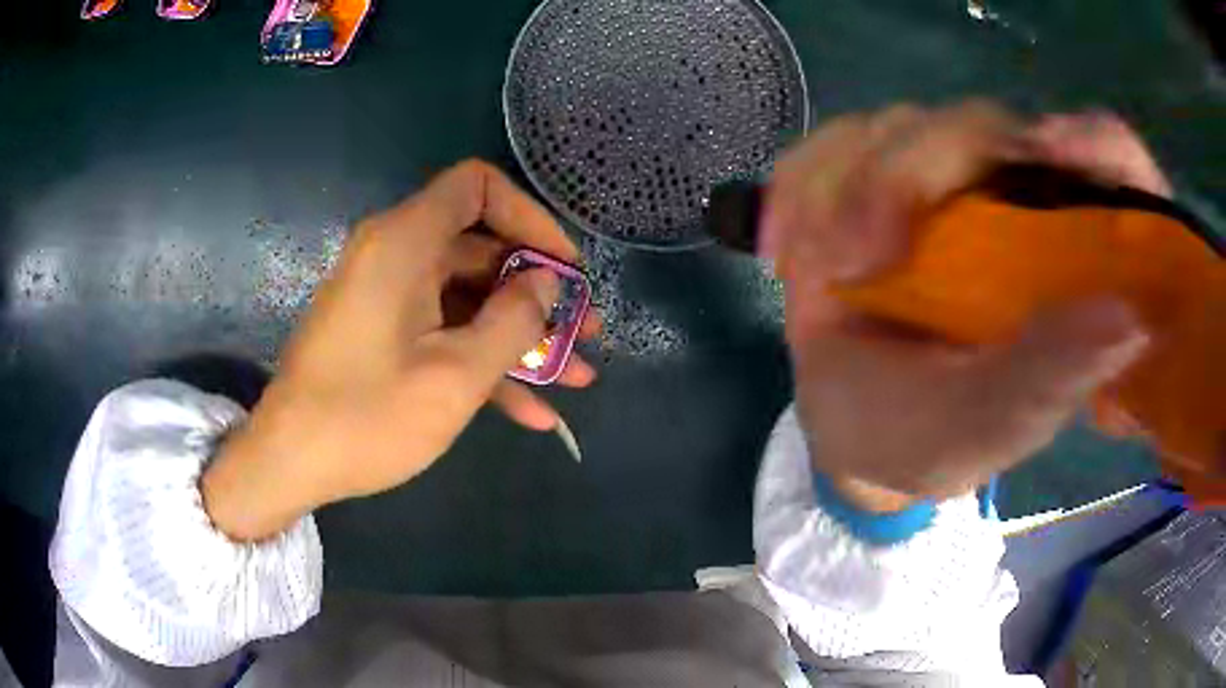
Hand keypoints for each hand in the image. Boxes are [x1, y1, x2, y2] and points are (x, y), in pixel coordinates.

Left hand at [203, 160, 598, 539]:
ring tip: (574, 376)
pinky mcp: (382, 333)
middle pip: (481, 248)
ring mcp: (388, 297)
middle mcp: (395, 255)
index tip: (564, 267)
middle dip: (539, 292)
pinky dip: (483, 362)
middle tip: (583, 331)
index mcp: (406, 242)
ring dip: (520, 337)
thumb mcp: (455, 374)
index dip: (530, 217)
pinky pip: (442, 331)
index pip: (478, 187)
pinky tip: (531, 411)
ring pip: (468, 299)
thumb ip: (513, 320)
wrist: (289, 462)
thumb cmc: (367, 416)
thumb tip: (546, 282)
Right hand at [763, 102, 1162, 509]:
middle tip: (863, 260)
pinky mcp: (865, 182)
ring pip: (896, 127)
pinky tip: (787, 251)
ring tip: (825, 273)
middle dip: (911, 174)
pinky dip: (800, 188)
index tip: (1055, 154)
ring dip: (846, 188)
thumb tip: (1131, 318)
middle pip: (978, 126)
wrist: (853, 436)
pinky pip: (829, 147)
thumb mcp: (991, 423)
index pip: (1104, 161)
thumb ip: (1051, 377)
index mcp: (1062, 254)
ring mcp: (932, 184)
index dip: (1094, 143)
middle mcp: (1006, 199)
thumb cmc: (931, 439)